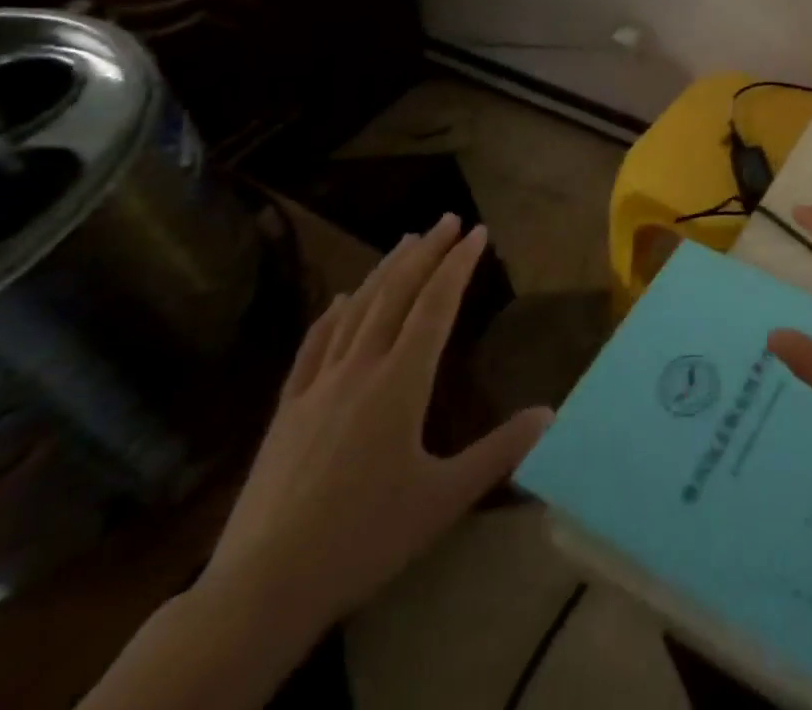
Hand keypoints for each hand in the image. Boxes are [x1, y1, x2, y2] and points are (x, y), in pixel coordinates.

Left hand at [201, 215, 552, 629]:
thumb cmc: (363, 538)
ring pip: (355, 312)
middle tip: (447, 219)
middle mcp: (359, 371)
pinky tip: (337, 300)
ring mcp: (317, 388)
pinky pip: (312, 348)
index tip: (478, 232)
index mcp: (399, 384)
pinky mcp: (285, 412)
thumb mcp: (444, 498)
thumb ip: (500, 451)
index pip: (435, 307)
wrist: (259, 590)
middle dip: (425, 253)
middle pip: (395, 295)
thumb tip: (552, 413)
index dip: (458, 265)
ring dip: (383, 272)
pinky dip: (330, 315)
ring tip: (405, 242)